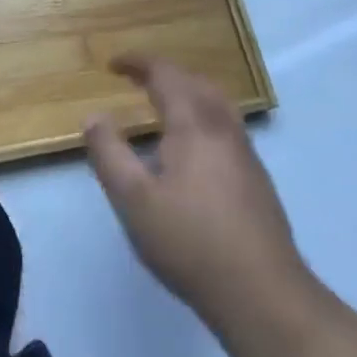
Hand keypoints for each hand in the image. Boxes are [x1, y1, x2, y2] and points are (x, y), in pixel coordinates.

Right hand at [84, 54, 305, 330]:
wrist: (263, 294)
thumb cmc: (190, 243)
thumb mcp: (134, 200)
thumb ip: (109, 154)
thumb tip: (94, 116)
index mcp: (193, 123)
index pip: (165, 73)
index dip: (138, 62)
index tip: (113, 64)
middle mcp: (223, 127)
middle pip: (195, 81)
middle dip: (164, 73)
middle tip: (136, 80)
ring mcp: (245, 152)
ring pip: (216, 102)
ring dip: (187, 92)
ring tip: (162, 106)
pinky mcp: (257, 178)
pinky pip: (225, 125)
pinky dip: (202, 115)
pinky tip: (192, 148)